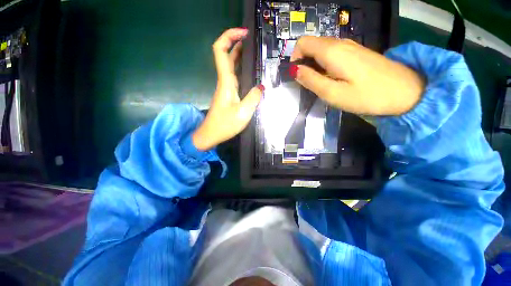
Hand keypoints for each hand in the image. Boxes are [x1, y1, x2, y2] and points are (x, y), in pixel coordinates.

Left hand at [192, 28, 263, 150]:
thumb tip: (261, 86)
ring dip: (239, 55)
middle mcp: (224, 81)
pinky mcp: (227, 94)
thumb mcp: (243, 112)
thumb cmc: (225, 124)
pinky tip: (251, 72)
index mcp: (226, 81)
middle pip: (226, 55)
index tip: (243, 33)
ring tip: (254, 53)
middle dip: (236, 43)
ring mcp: (225, 88)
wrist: (211, 134)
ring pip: (230, 66)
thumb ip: (254, 97)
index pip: (220, 51)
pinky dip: (241, 69)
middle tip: (252, 41)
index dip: (229, 36)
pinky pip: (234, 76)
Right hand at [290, 37, 424, 114]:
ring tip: (321, 83)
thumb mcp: (332, 93)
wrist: (406, 92)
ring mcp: (350, 47)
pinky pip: (333, 54)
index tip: (297, 76)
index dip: (295, 58)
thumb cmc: (366, 96)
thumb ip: (311, 80)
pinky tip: (333, 79)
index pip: (303, 42)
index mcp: (332, 51)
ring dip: (314, 65)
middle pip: (312, 45)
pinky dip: (325, 65)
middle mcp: (340, 43)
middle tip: (309, 84)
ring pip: (322, 50)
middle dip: (304, 63)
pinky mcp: (357, 53)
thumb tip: (295, 71)